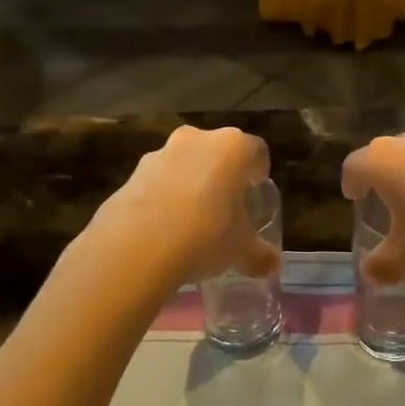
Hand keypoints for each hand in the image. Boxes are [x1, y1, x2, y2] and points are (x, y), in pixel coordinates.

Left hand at [85, 126, 277, 284]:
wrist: (136, 246)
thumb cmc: (205, 235)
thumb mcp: (240, 250)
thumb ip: (259, 255)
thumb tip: (273, 266)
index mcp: (232, 148)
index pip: (256, 150)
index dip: (258, 171)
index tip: (255, 193)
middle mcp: (197, 139)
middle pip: (217, 152)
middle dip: (223, 175)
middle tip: (226, 206)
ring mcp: (160, 153)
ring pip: (184, 163)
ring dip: (190, 183)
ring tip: (192, 221)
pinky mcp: (131, 173)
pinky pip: (157, 181)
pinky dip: (163, 197)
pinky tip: (163, 229)